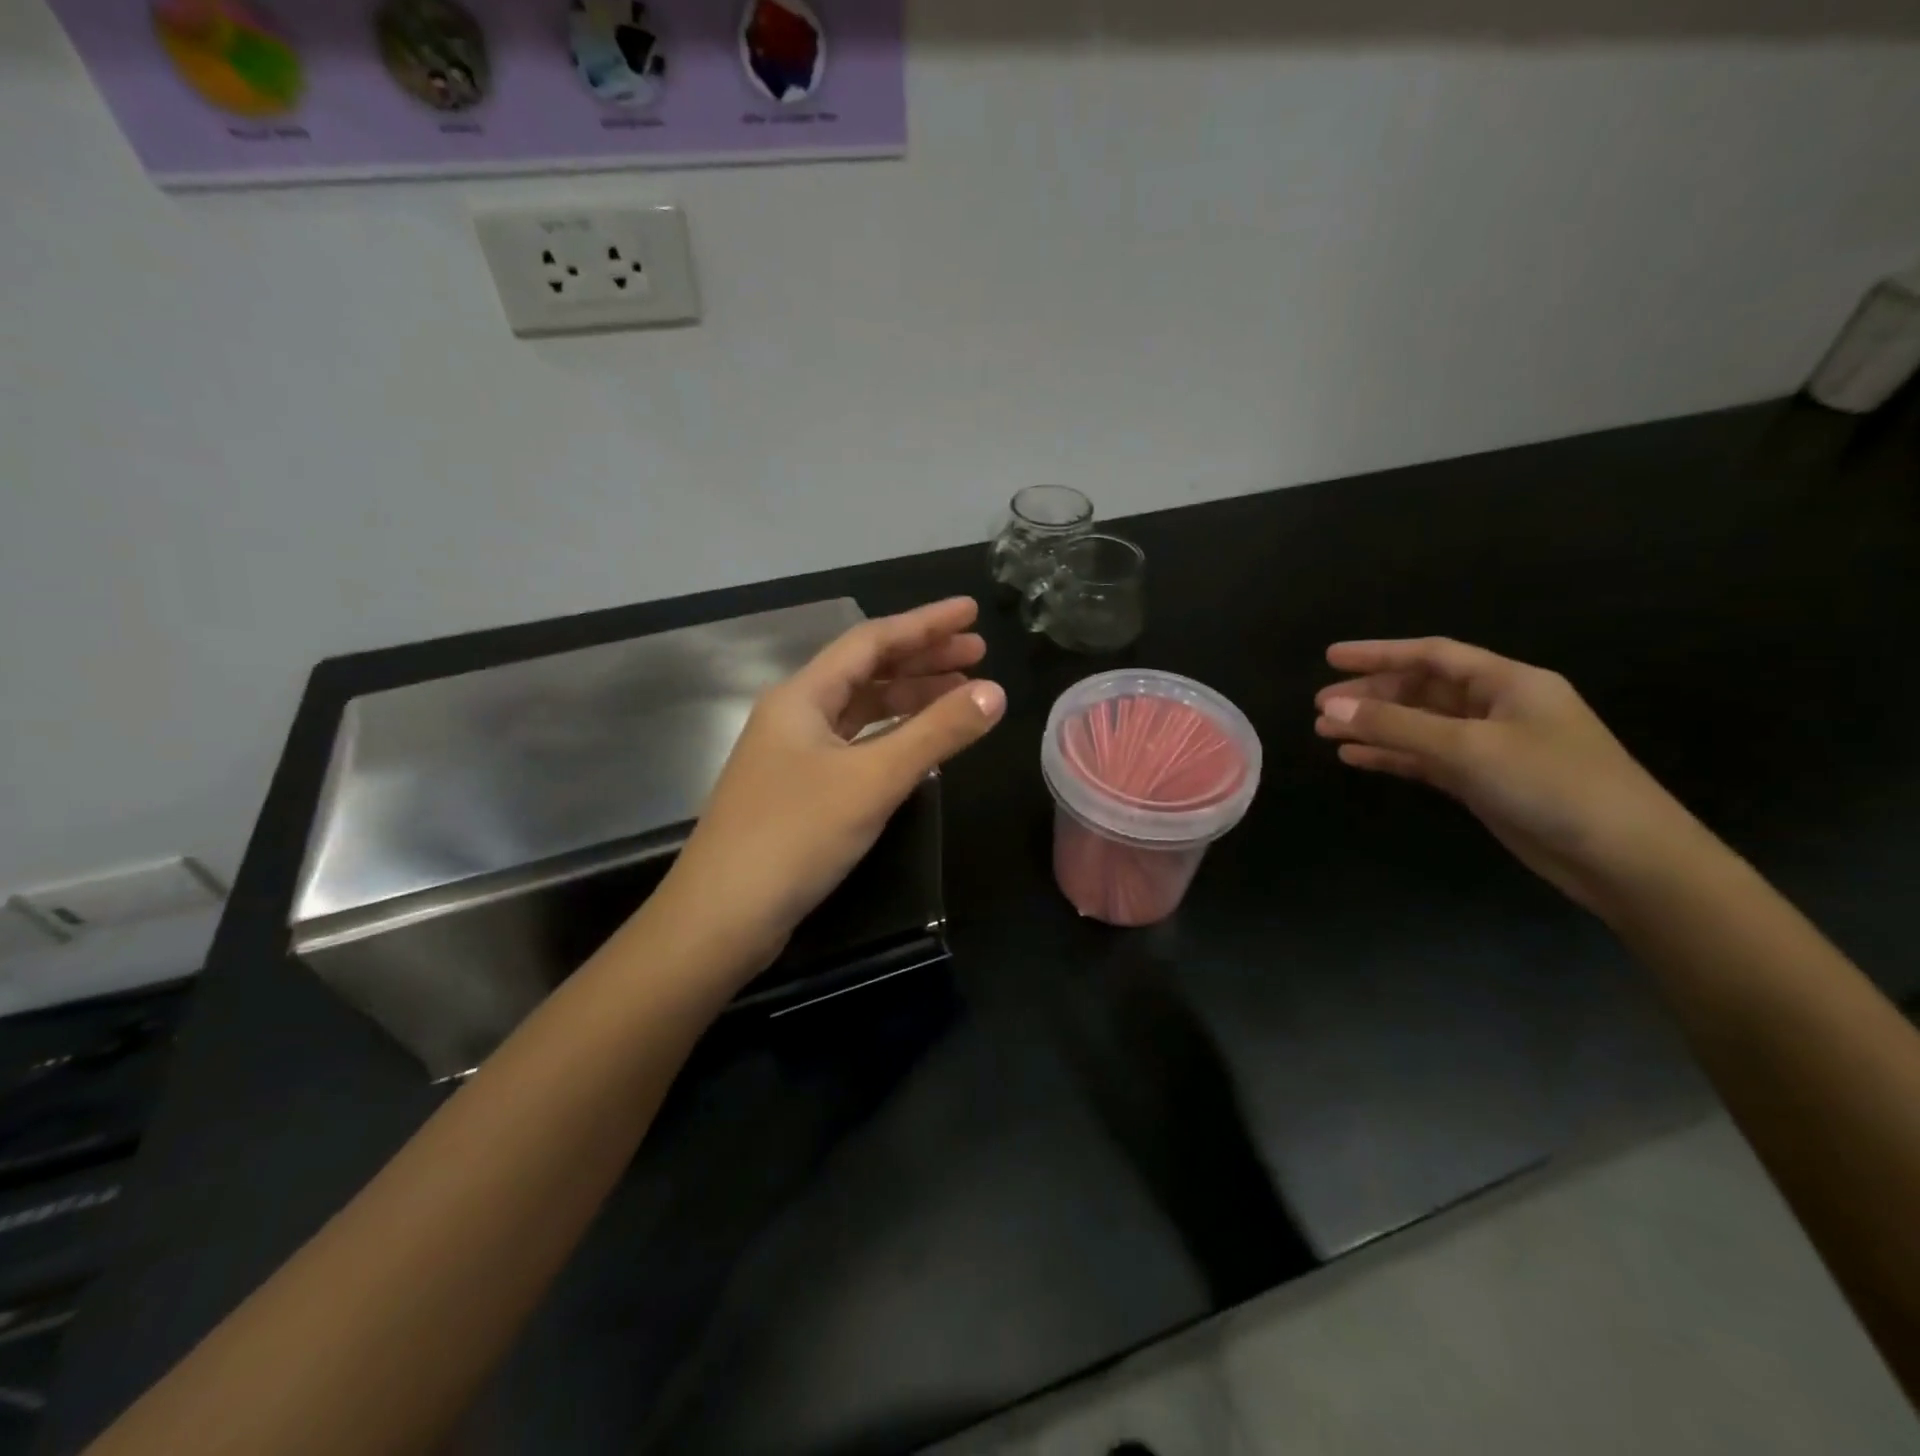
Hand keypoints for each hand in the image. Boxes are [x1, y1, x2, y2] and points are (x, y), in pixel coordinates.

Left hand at [655, 598, 1005, 976]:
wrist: (722, 917)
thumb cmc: (794, 836)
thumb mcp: (873, 780)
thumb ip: (936, 734)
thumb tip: (994, 692)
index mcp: (802, 696)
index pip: (871, 641)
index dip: (925, 624)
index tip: (972, 613)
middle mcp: (795, 716)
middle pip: (866, 672)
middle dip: (923, 659)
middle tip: (977, 654)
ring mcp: (794, 755)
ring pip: (860, 712)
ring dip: (909, 699)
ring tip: (961, 696)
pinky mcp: (799, 792)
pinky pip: (855, 747)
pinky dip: (892, 739)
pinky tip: (920, 747)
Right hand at [1314, 637, 1700, 913]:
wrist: (1623, 857)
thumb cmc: (1552, 784)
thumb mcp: (1468, 748)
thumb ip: (1396, 726)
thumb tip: (1332, 707)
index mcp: (1508, 683)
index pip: (1432, 655)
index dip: (1379, 653)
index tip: (1330, 657)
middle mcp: (1498, 707)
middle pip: (1422, 690)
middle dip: (1371, 695)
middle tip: (1320, 705)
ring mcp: (1491, 746)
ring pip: (1419, 726)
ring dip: (1375, 727)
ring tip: (1325, 732)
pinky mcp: (1485, 782)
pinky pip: (1427, 759)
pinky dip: (1392, 757)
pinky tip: (1356, 758)